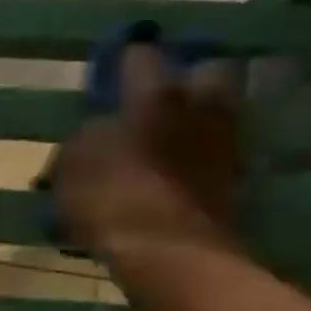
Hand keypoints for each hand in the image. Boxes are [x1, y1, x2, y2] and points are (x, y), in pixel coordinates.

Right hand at [53, 42, 243, 259]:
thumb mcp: (72, 168)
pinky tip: (182, 171)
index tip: (115, 66)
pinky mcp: (238, 182)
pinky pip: (221, 154)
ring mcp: (224, 145)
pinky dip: (204, 157)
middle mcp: (198, 108)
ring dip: (200, 118)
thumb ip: (83, 140)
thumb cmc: (112, 200)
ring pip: (220, 113)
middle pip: (209, 71)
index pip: (141, 56)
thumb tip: (93, 134)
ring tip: (173, 136)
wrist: (170, 254)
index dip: (126, 58)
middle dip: (189, 78)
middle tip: (162, 96)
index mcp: (154, 96)